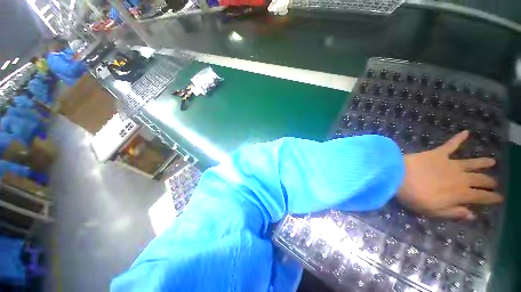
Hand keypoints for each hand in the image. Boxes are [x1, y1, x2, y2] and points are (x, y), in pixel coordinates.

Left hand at [397, 130, 501, 219]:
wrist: (396, 176)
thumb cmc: (413, 196)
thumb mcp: (433, 211)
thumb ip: (453, 213)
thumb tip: (472, 215)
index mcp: (460, 194)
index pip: (482, 197)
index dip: (492, 198)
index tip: (501, 198)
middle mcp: (461, 178)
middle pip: (480, 179)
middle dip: (489, 182)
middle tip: (495, 183)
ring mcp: (450, 164)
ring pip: (472, 162)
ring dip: (483, 162)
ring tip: (492, 161)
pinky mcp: (437, 153)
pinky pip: (450, 144)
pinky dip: (458, 138)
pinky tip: (466, 131)